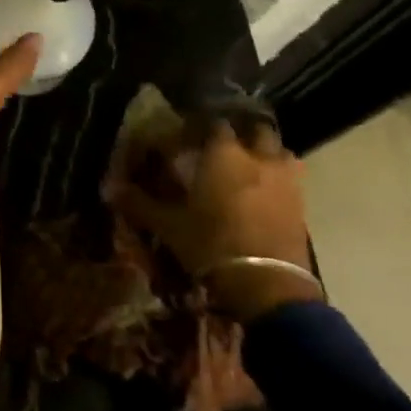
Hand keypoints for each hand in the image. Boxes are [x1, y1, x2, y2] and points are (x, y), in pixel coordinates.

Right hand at [111, 116, 320, 322]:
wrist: (269, 288)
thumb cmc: (213, 245)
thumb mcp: (169, 226)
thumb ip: (140, 203)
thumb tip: (108, 187)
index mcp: (224, 152)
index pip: (213, 122)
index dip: (200, 125)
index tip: (187, 136)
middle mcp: (258, 157)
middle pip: (255, 128)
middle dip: (241, 132)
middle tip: (222, 146)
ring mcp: (285, 180)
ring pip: (280, 152)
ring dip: (266, 154)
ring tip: (249, 167)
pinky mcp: (302, 206)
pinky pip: (291, 180)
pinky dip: (279, 180)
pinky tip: (264, 194)